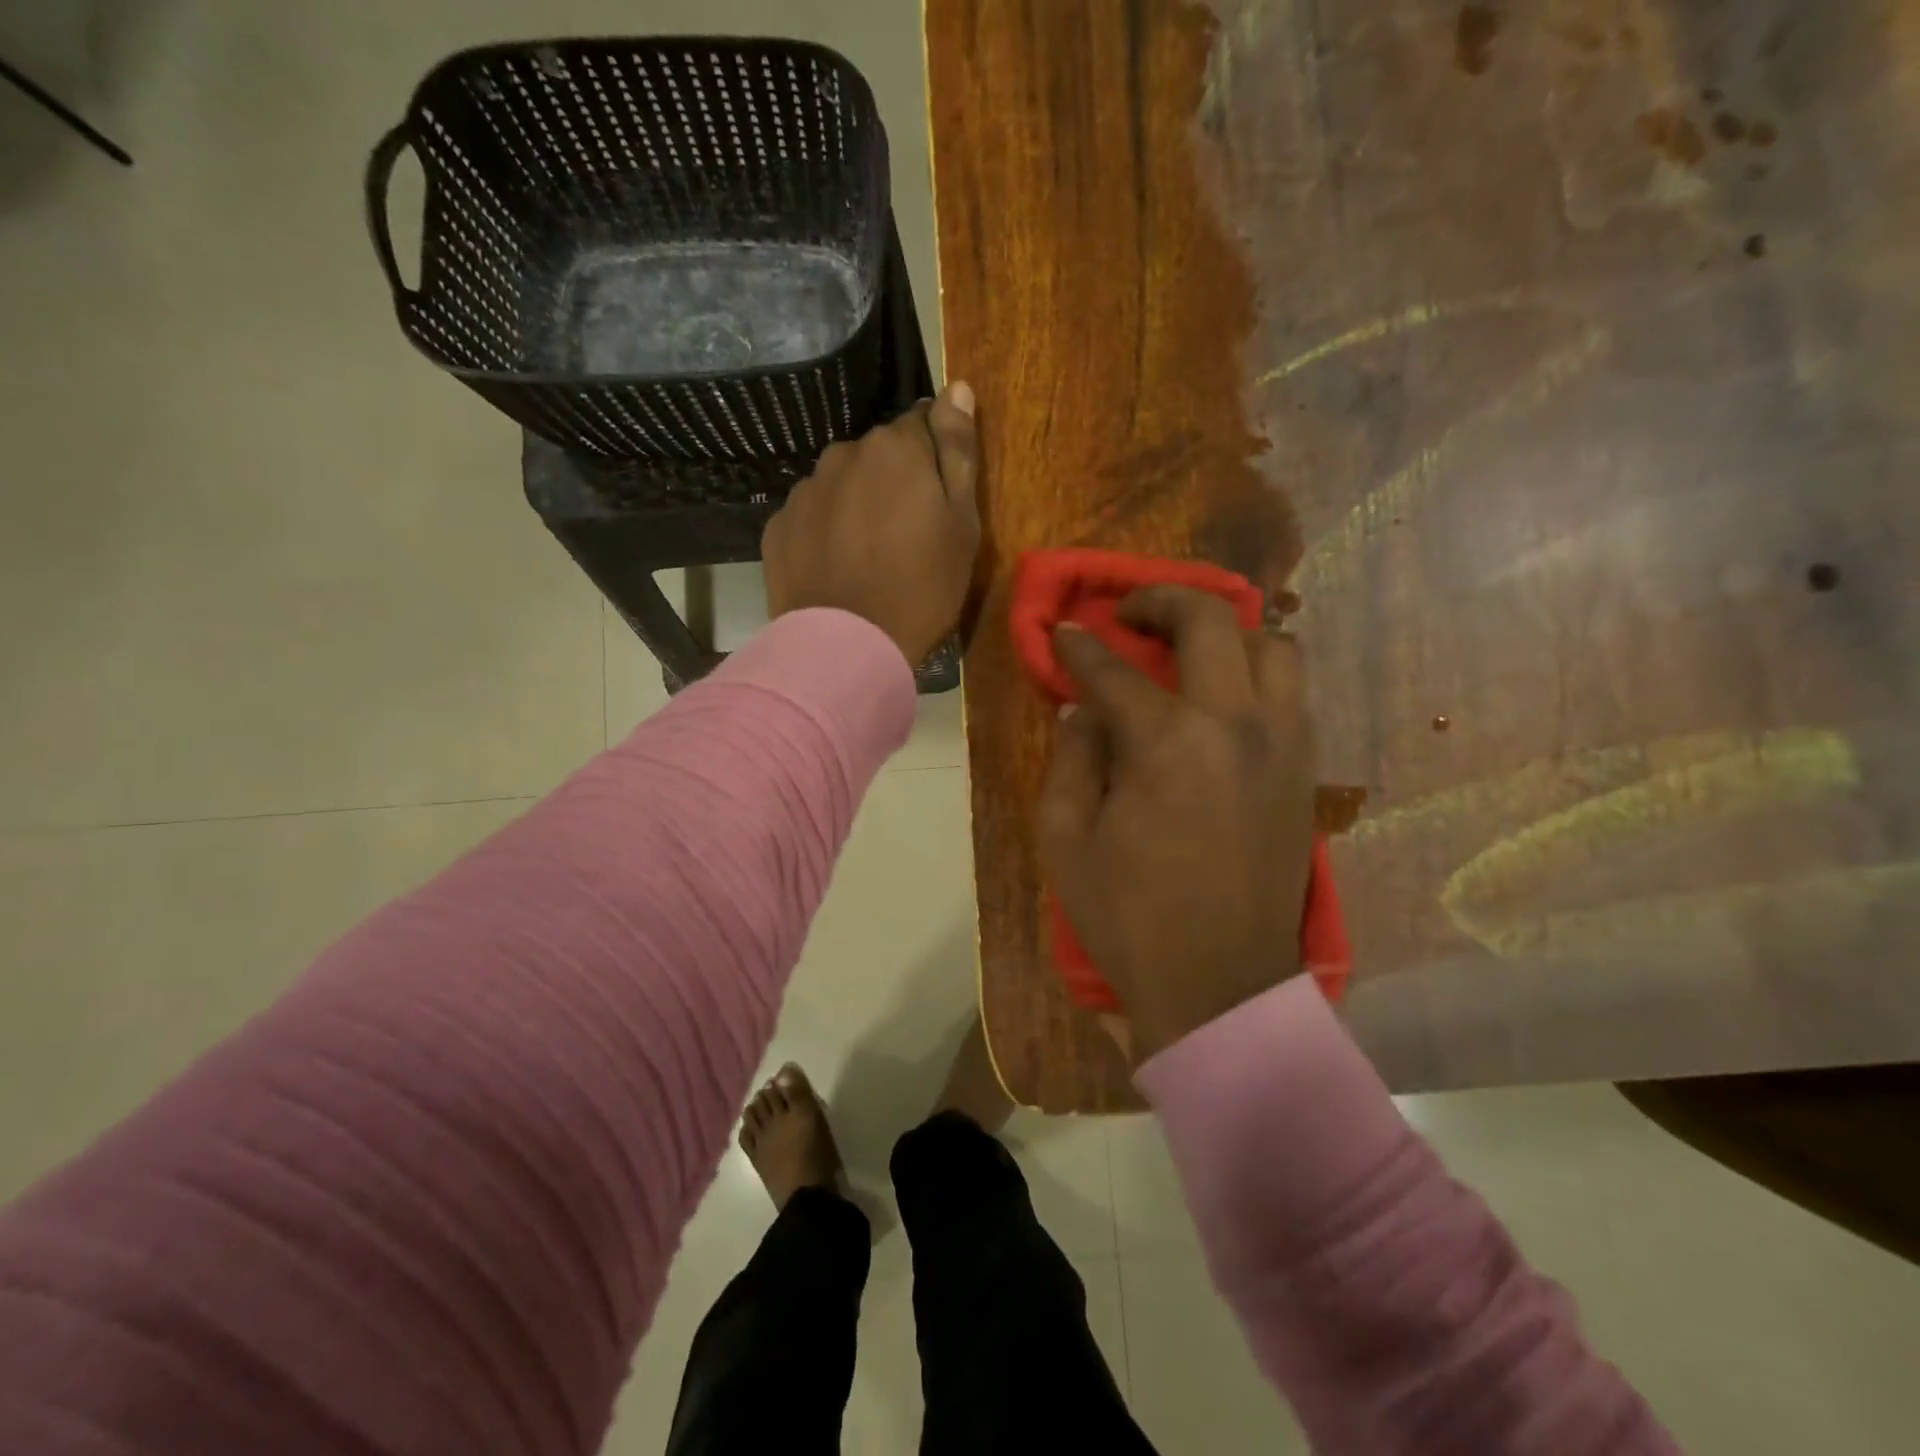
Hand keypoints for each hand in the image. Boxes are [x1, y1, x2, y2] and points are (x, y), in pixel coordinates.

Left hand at [762, 383, 980, 665]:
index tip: (939, 502)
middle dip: (893, 482)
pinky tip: (837, 569)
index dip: (934, 462)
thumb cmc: (921, 588)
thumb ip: (958, 451)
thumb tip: (957, 386)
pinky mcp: (777, 528)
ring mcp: (804, 490)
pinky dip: (825, 532)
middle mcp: (843, 454)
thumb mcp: (962, 524)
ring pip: (842, 485)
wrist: (848, 647)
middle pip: (879, 456)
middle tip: (908, 539)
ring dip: (857, 505)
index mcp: (895, 447)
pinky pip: (811, 517)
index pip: (922, 425)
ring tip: (868, 558)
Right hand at [1036, 586, 1316, 1062]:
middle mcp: (1235, 724)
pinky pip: (1291, 692)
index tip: (1063, 632)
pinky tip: (1224, 698)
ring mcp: (1282, 744)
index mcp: (1167, 743)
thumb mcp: (1065, 839)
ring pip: (1273, 645)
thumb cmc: (1129, 916)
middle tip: (1129, 614)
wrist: (1219, 982)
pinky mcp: (1304, 771)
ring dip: (1225, 632)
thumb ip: (1070, 759)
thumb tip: (1083, 712)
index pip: (1113, 670)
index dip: (1079, 647)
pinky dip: (1257, 674)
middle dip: (1160, 600)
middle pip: (1209, 622)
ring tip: (1189, 650)